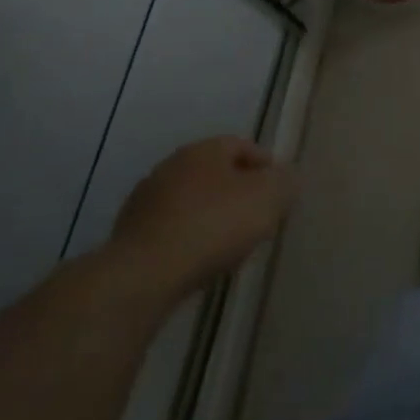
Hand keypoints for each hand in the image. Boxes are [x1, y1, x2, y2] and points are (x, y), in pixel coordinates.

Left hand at [107, 137, 296, 293]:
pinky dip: (190, 237)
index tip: (280, 190)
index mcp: (204, 150)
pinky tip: (202, 259)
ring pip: (192, 201)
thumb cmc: (214, 224)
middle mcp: (172, 166)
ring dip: (213, 215)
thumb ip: (285, 183)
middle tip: (259, 215)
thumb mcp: (267, 199)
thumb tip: (288, 177)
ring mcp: (146, 200)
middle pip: (216, 173)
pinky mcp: (131, 234)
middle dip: (239, 191)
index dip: (266, 165)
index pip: (242, 145)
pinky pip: (173, 228)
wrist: (145, 274)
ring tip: (232, 242)